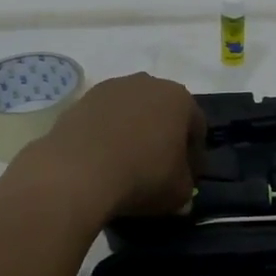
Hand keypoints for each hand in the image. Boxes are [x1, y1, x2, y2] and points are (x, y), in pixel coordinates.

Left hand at [15, 73, 204, 220]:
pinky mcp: (82, 99)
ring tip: (126, 165)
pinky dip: (107, 135)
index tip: (187, 178)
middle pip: (163, 113)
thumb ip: (186, 186)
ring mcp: (112, 88)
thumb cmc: (142, 176)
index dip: (194, 155)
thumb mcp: (179, 192)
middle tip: (159, 169)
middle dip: (164, 137)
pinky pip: (104, 119)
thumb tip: (180, 189)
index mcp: (179, 98)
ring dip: (134, 133)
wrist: (79, 171)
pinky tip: (102, 160)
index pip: (197, 127)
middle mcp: (148, 83)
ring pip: (132, 113)